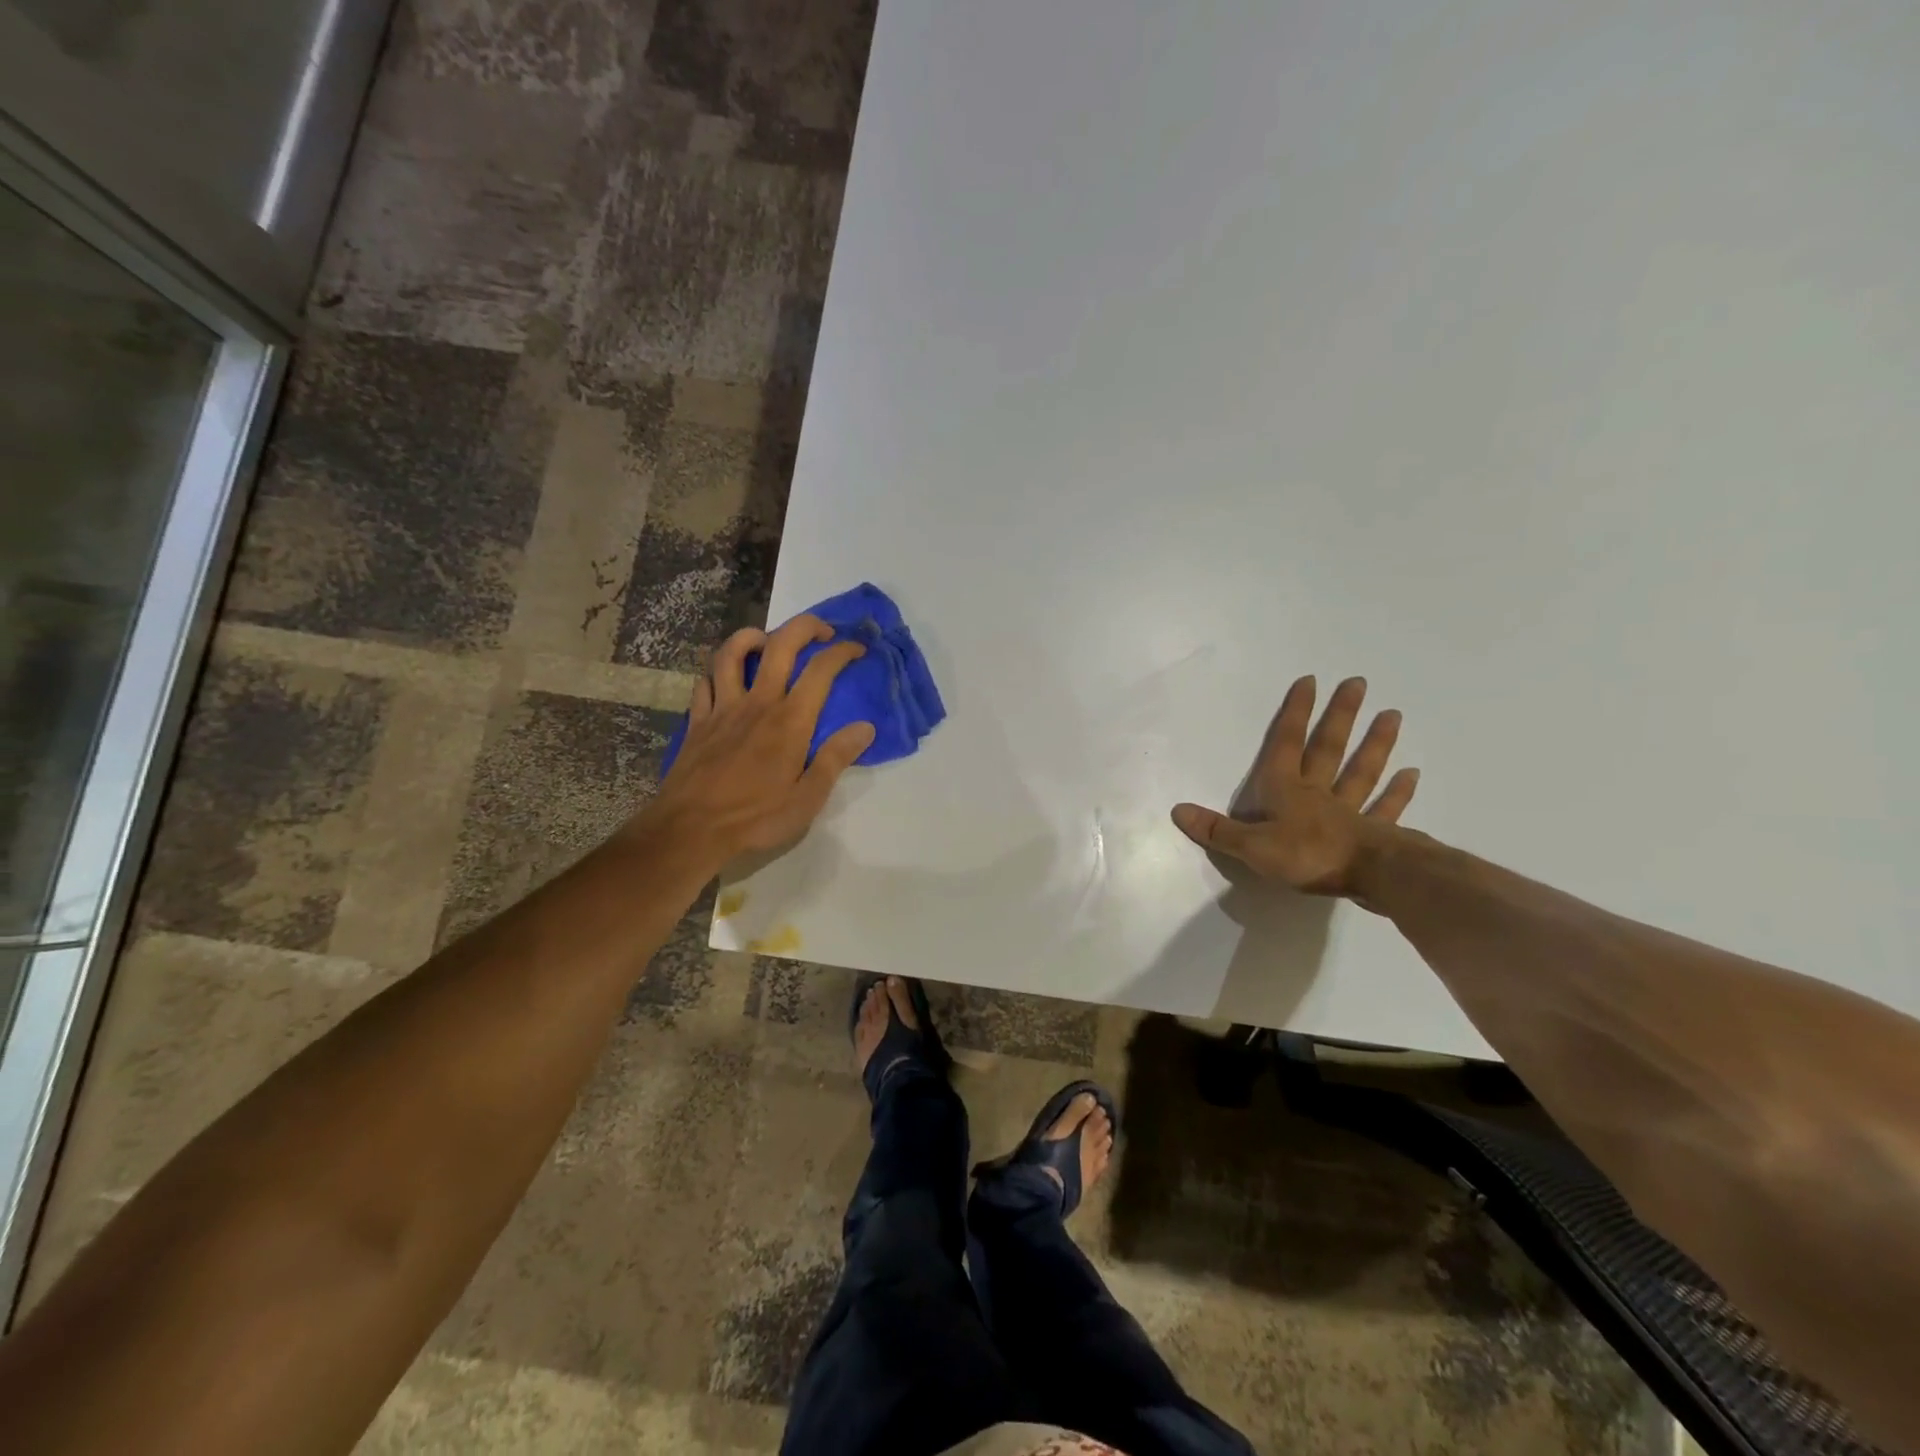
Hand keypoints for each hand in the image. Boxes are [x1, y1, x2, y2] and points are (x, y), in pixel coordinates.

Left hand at [643, 614, 875, 865]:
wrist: (690, 830)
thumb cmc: (756, 818)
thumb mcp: (808, 798)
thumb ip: (836, 758)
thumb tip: (865, 727)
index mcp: (790, 721)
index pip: (821, 670)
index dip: (843, 652)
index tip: (857, 649)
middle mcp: (758, 703)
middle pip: (780, 644)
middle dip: (805, 626)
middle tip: (822, 632)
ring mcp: (723, 708)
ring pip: (732, 653)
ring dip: (752, 637)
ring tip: (768, 642)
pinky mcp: (698, 721)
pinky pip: (705, 682)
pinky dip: (717, 672)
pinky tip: (725, 679)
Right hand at [1171, 675, 1417, 899]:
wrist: (1368, 877)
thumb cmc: (1306, 857)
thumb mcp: (1251, 847)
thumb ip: (1217, 830)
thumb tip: (1177, 810)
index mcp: (1285, 791)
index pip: (1287, 745)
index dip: (1295, 713)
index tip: (1309, 681)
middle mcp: (1318, 793)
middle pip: (1329, 748)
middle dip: (1340, 716)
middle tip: (1358, 683)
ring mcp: (1350, 811)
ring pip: (1362, 771)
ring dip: (1376, 744)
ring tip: (1393, 714)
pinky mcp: (1375, 834)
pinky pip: (1386, 808)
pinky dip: (1398, 792)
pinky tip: (1412, 773)